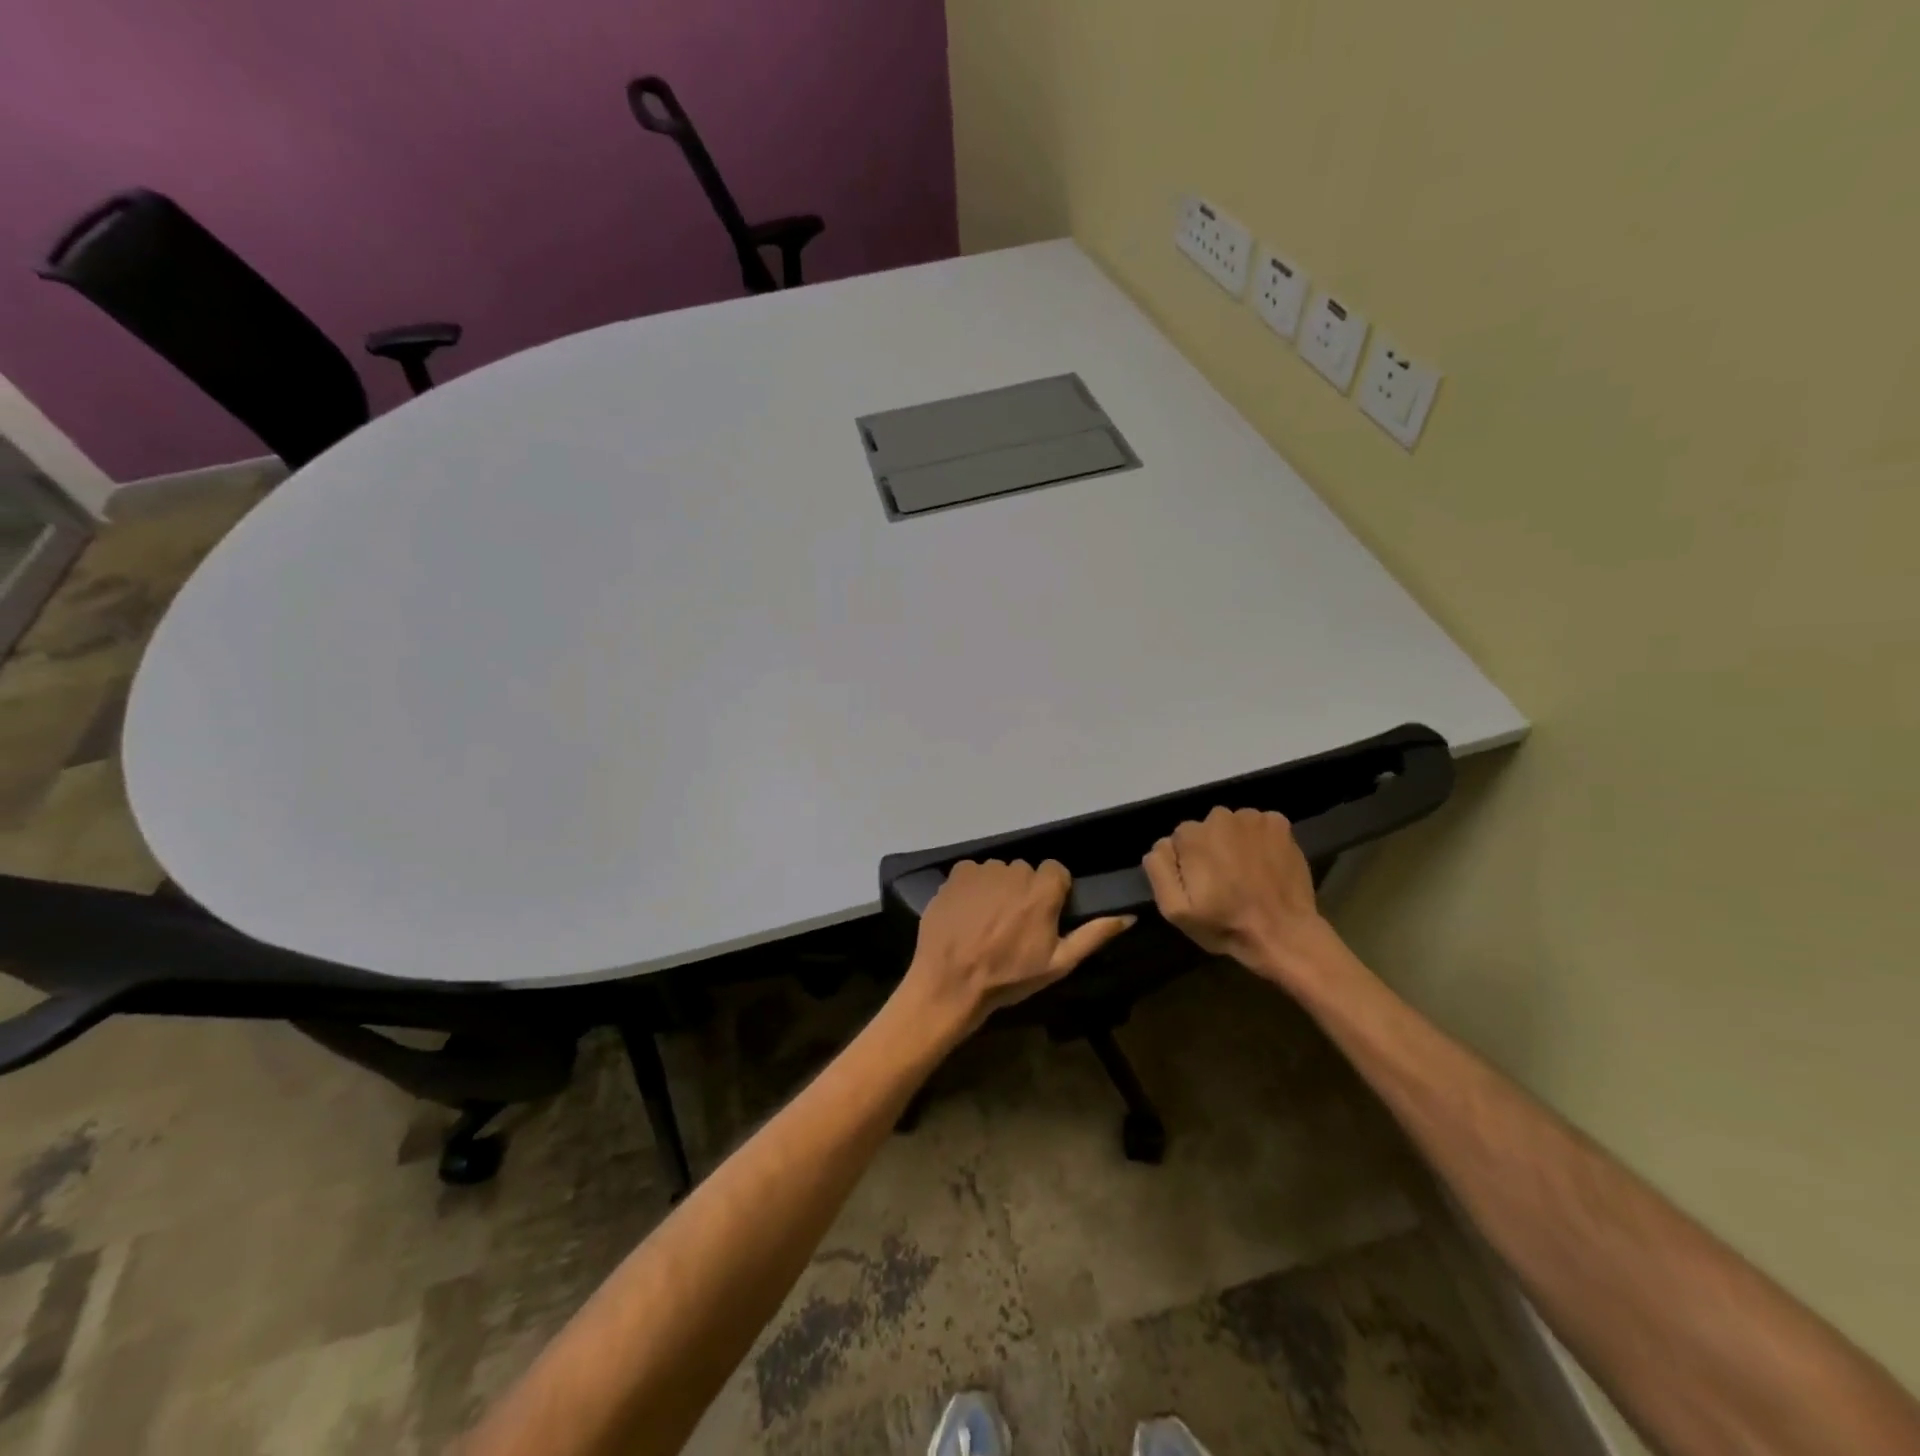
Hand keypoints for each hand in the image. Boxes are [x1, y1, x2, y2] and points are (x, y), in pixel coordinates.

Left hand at [899, 860, 1134, 1038]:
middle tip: (1013, 925)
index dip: (1052, 893)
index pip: (1056, 872)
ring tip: (987, 922)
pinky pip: (973, 873)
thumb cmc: (1008, 977)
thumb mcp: (1058, 963)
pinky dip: (972, 888)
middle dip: (1023, 892)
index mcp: (1043, 891)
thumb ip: (1093, 935)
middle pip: (1026, 872)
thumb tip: (1129, 916)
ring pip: (999, 872)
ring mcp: (983, 871)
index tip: (1043, 916)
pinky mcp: (956, 874)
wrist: (950, 982)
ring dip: (997, 889)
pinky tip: (967, 914)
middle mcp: (1014, 871)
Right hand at [1144, 806, 1337, 988]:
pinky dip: (1261, 840)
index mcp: (1191, 836)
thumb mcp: (1175, 910)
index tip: (1201, 886)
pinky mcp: (1280, 823)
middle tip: (1225, 881)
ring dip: (1235, 843)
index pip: (1179, 841)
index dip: (1188, 864)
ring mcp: (1253, 818)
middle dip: (1211, 849)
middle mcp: (1220, 816)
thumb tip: (1162, 844)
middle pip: (1206, 829)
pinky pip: (1260, 826)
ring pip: (1233, 826)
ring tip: (1247, 873)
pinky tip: (1266, 863)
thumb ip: (1159, 869)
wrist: (1284, 934)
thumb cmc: (1225, 925)